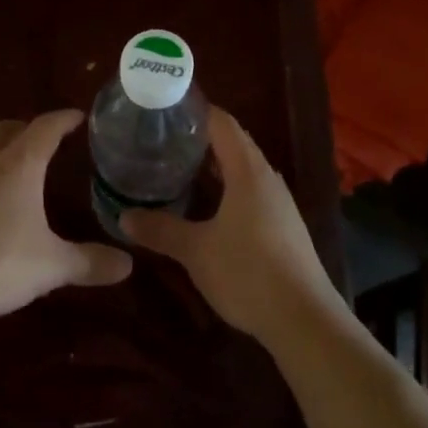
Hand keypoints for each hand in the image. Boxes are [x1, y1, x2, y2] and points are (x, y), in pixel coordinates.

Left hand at [0, 110, 132, 325]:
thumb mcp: (52, 266)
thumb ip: (90, 262)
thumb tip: (128, 264)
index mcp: (18, 168)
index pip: (44, 129)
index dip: (62, 119)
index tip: (77, 116)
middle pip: (2, 130)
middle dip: (23, 127)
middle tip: (42, 137)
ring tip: (10, 163)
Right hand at [123, 107, 342, 344]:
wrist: (304, 319)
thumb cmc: (247, 272)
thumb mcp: (196, 251)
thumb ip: (160, 230)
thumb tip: (124, 216)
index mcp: (248, 171)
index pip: (222, 123)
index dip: (195, 111)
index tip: (164, 109)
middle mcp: (267, 178)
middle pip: (234, 143)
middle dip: (200, 139)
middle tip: (162, 140)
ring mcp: (279, 203)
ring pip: (243, 170)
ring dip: (214, 166)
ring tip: (177, 169)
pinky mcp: (283, 225)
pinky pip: (251, 192)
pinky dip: (227, 188)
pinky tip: (207, 207)